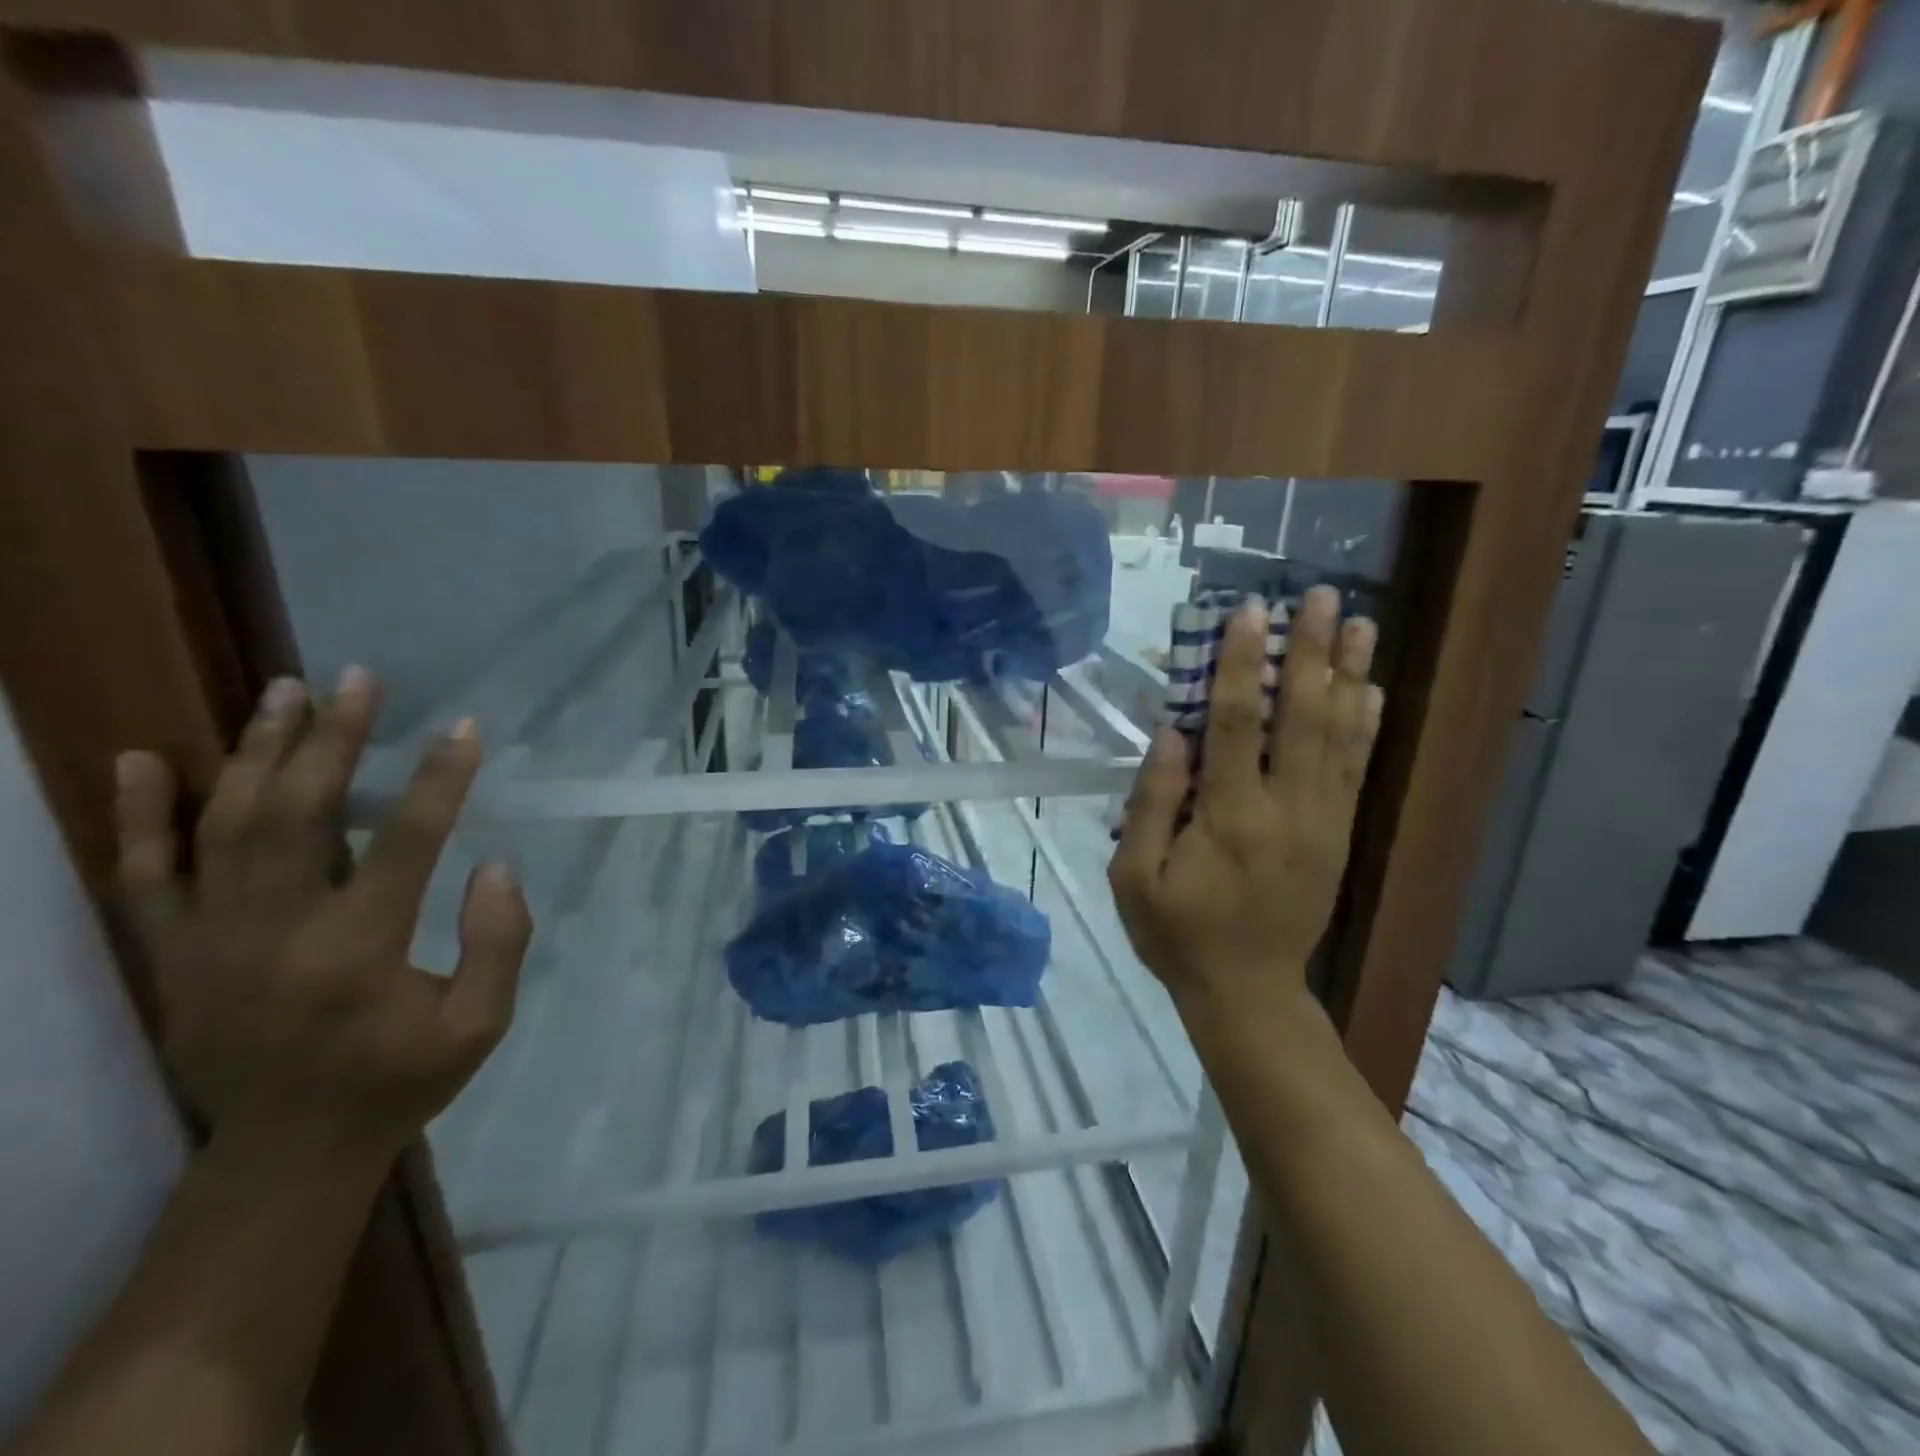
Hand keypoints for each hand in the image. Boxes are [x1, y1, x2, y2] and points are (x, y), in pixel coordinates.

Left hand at [114, 669, 531, 1168]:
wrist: (287, 1153)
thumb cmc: (400, 1081)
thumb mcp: (481, 1023)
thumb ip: (498, 942)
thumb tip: (495, 865)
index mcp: (358, 953)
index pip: (406, 843)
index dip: (438, 780)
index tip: (462, 728)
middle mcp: (276, 933)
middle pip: (301, 814)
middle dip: (333, 739)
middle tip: (356, 680)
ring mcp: (210, 940)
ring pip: (226, 825)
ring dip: (256, 751)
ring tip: (283, 690)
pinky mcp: (171, 953)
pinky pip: (144, 875)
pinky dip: (139, 815)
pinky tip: (141, 758)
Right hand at [1108, 585, 1383, 1014]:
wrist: (1247, 991)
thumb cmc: (1177, 933)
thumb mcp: (1135, 878)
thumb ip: (1152, 804)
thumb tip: (1173, 733)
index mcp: (1229, 817)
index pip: (1237, 724)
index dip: (1242, 664)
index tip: (1247, 613)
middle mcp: (1286, 809)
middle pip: (1303, 716)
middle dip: (1310, 652)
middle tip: (1319, 596)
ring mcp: (1322, 820)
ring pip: (1340, 734)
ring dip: (1349, 673)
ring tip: (1356, 621)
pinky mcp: (1338, 834)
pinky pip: (1357, 768)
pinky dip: (1366, 723)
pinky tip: (1371, 686)